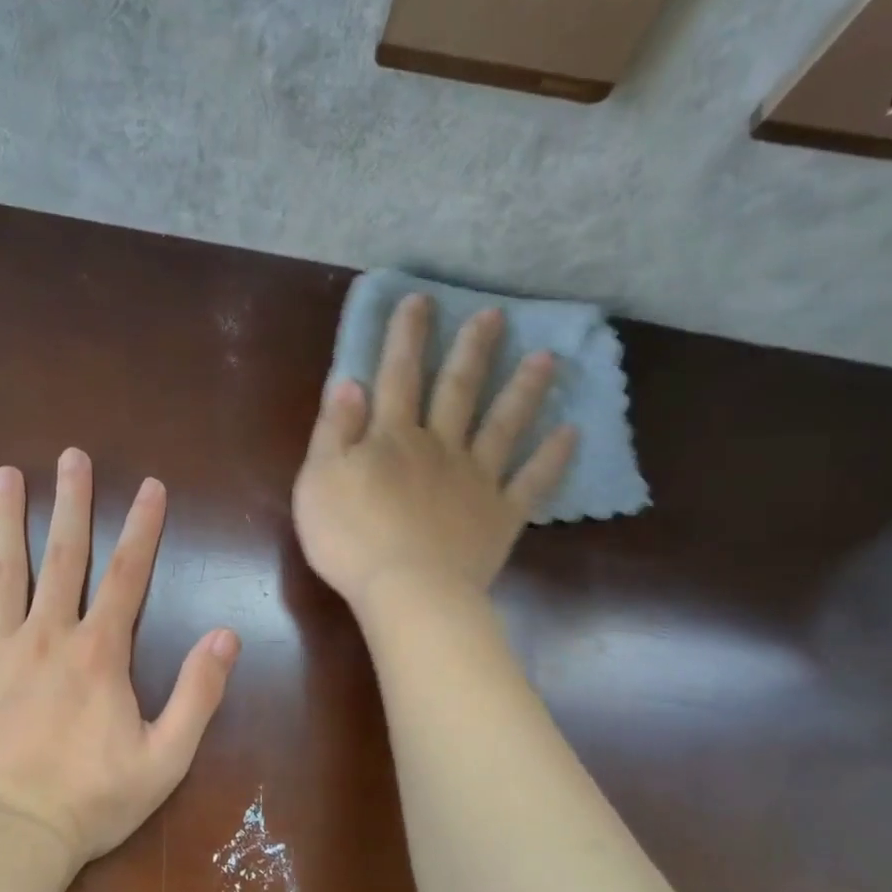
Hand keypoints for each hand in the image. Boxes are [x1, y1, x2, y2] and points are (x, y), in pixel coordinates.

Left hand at [0, 449, 240, 867]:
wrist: (7, 839)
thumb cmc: (90, 803)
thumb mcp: (166, 757)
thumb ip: (199, 693)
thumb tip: (226, 635)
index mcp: (98, 653)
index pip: (128, 575)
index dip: (143, 527)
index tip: (150, 486)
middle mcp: (46, 635)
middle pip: (62, 557)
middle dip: (70, 503)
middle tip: (71, 457)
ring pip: (1, 571)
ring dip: (4, 520)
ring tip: (4, 475)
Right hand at [292, 293, 577, 609]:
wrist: (406, 591)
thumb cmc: (350, 539)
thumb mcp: (319, 481)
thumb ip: (334, 431)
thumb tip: (351, 381)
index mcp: (392, 438)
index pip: (398, 376)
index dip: (406, 337)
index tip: (419, 300)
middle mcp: (439, 446)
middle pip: (457, 390)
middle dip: (472, 350)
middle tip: (495, 315)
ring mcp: (476, 479)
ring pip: (502, 425)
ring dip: (523, 390)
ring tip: (547, 358)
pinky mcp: (500, 515)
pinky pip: (531, 482)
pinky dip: (553, 458)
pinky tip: (572, 433)